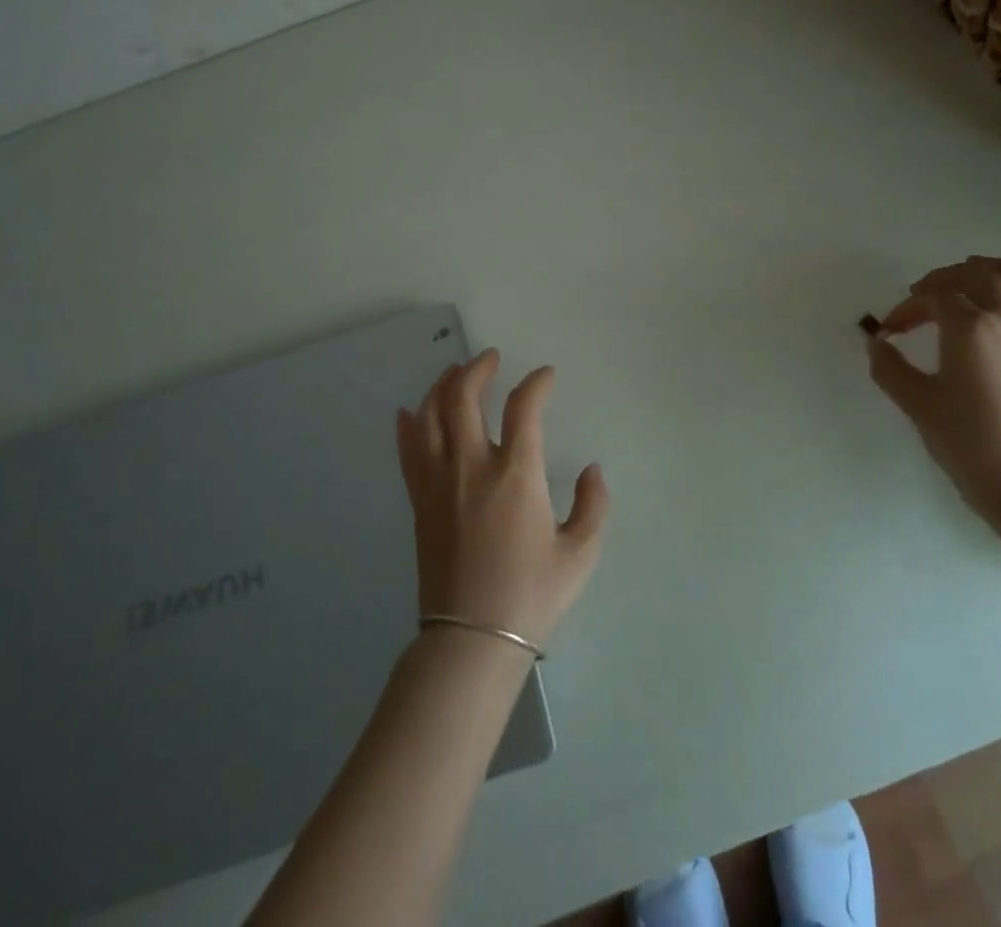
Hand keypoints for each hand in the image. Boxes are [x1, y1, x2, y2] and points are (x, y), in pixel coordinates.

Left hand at [396, 351, 609, 648]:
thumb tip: (591, 470)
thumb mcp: (580, 553)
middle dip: (477, 369)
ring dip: (441, 386)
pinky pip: (408, 452)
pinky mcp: (419, 503)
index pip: (523, 407)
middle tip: (490, 359)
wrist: (471, 641)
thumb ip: (593, 505)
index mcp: (516, 474)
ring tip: (453, 372)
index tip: (546, 376)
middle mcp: (472, 467)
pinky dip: (408, 426)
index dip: (537, 383)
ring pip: (430, 416)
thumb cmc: (531, 595)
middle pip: (463, 397)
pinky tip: (408, 412)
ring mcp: (439, 483)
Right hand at [867, 257, 1000, 523]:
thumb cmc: (970, 444)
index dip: (908, 307)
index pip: (933, 297)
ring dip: (1000, 267)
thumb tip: (876, 342)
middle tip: (927, 296)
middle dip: (947, 278)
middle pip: (978, 275)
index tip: (892, 330)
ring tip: (981, 275)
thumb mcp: (918, 405)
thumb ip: (890, 368)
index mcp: (969, 327)